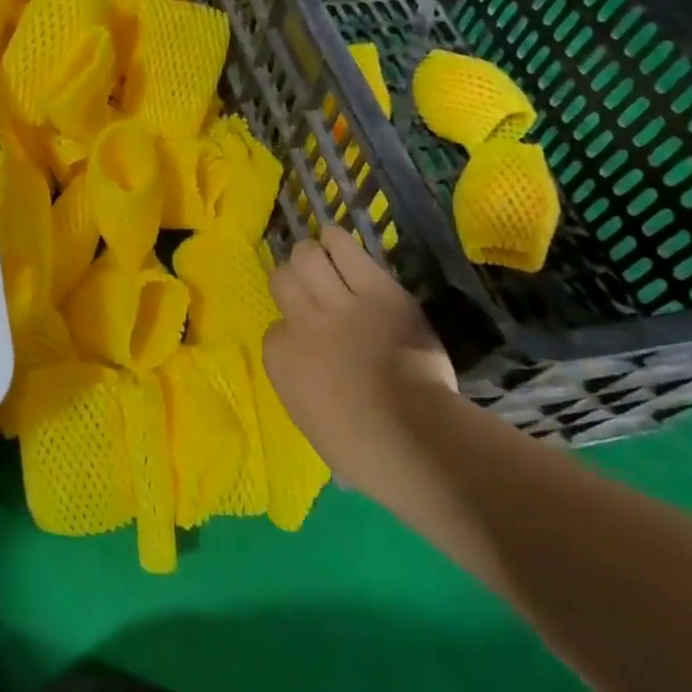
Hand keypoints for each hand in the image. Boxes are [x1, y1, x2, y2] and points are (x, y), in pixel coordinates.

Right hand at [262, 226, 456, 496]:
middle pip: (283, 279)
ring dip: (312, 255)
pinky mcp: (377, 291)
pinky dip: (338, 241)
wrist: (416, 438)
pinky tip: (336, 239)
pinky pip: (347, 251)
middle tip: (310, 287)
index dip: (293, 330)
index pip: (275, 329)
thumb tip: (312, 380)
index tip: (310, 340)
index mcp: (281, 361)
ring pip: (307, 256)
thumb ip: (302, 388)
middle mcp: (301, 324)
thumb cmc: (363, 451)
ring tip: (322, 256)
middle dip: (293, 280)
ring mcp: (338, 304)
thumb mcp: (312, 423)